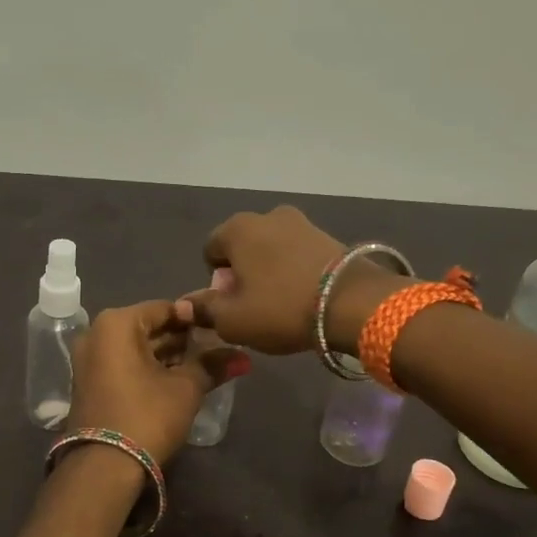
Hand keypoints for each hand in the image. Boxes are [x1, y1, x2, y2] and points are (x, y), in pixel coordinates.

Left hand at [67, 301, 248, 463]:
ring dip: (168, 356)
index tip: (220, 330)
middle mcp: (97, 334)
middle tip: (216, 349)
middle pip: (149, 327)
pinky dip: (149, 368)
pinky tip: (177, 380)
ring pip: (137, 348)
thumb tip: (242, 358)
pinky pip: (125, 364)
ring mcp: (89, 359)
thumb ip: (212, 365)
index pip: (165, 308)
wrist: (104, 467)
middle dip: (182, 339)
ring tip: (203, 366)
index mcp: (117, 324)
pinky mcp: (90, 383)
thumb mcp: (186, 388)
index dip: (195, 318)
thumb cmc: (147, 416)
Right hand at [177, 206, 400, 356]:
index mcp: (237, 229)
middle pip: (242, 247)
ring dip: (270, 270)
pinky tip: (303, 294)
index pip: (210, 250)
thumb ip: (204, 310)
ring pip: (271, 249)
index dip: (216, 280)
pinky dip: (294, 269)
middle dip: (243, 272)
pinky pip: (297, 253)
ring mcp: (301, 222)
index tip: (231, 303)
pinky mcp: (327, 235)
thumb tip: (185, 304)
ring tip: (282, 301)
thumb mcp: (232, 320)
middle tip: (254, 305)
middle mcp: (267, 216)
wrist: (351, 303)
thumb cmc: (280, 308)